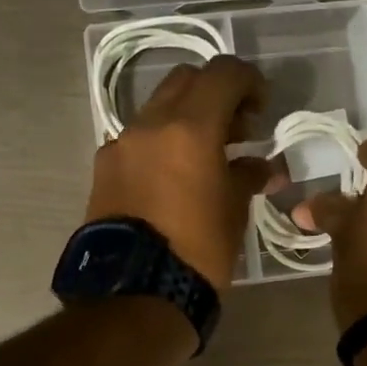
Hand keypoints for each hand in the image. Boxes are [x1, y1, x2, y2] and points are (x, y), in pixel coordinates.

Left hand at [85, 56, 273, 291]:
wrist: (133, 292)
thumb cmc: (197, 250)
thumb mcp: (233, 211)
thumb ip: (248, 176)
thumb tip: (264, 167)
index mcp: (189, 127)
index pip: (223, 73)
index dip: (249, 81)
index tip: (261, 108)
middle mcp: (149, 124)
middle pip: (186, 81)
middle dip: (215, 95)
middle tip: (235, 131)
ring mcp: (120, 144)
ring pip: (157, 108)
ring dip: (185, 119)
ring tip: (205, 157)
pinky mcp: (102, 169)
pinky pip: (137, 140)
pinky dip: (159, 144)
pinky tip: (171, 178)